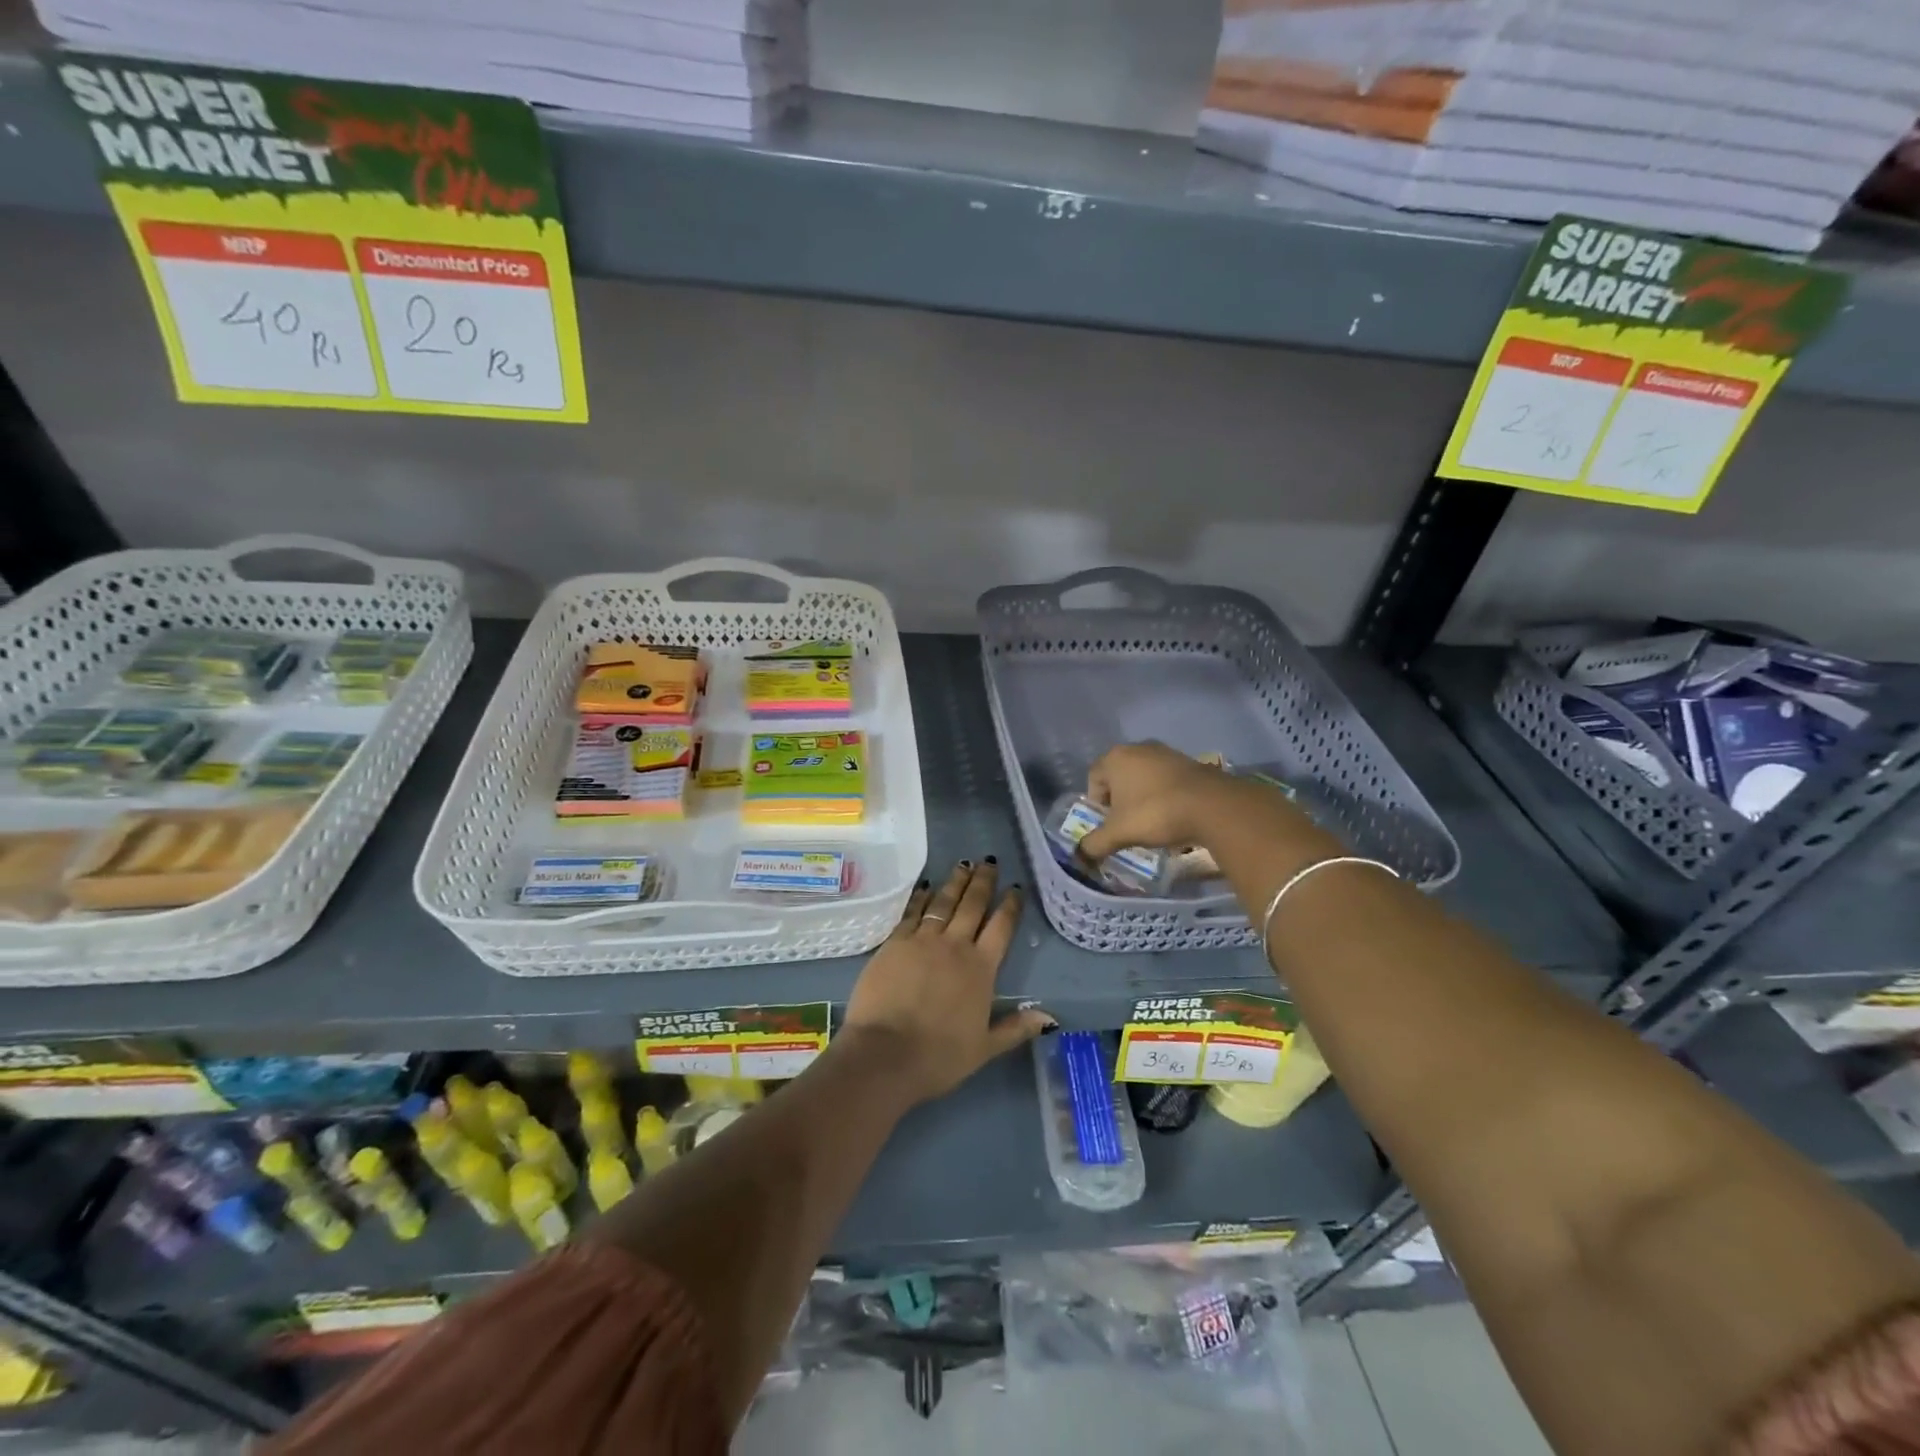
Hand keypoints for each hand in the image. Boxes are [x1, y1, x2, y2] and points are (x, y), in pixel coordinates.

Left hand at [842, 860, 1054, 1104]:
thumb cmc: (939, 1056)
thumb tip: (1050, 1017)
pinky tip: (925, 887)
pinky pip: (912, 913)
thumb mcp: (984, 1048)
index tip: (1015, 888)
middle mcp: (955, 946)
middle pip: (972, 905)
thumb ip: (1015, 1029)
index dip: (1010, 906)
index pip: (1001, 928)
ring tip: (963, 864)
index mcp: (981, 969)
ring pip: (943, 902)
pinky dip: (921, 898)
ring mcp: (922, 940)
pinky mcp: (894, 942)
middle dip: (983, 882)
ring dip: (955, 882)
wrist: (885, 1053)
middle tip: (988, 862)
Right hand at [1079, 741, 1245, 858]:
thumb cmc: (1155, 813)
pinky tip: (1173, 815)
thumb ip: (1095, 843)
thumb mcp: (1119, 833)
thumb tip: (1081, 855)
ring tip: (1152, 822)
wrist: (1213, 806)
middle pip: (1119, 776)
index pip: (1093, 778)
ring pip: (1143, 777)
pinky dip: (1164, 795)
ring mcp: (1166, 752)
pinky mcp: (1189, 762)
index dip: (1096, 803)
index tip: (1108, 823)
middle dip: (1119, 801)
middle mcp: (1138, 748)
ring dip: (1142, 798)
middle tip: (1127, 824)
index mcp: (1115, 758)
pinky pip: (1166, 780)